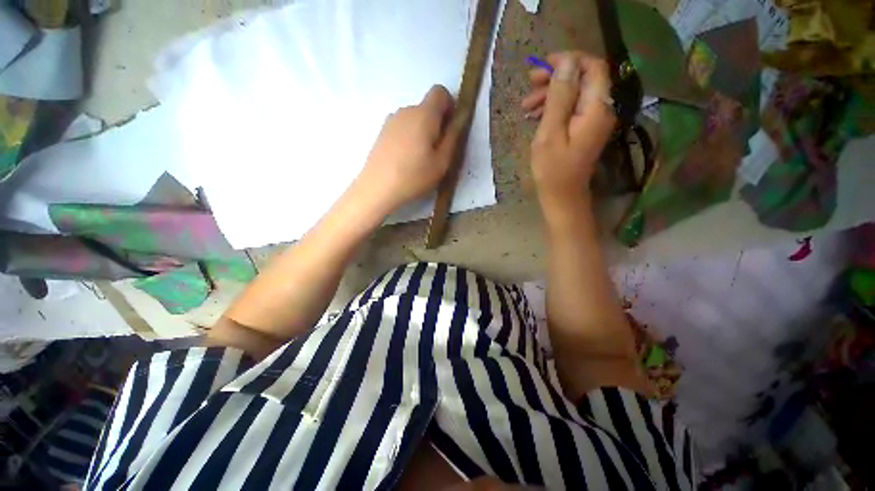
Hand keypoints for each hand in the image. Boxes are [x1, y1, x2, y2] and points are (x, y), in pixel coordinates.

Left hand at [355, 85, 458, 216]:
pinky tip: (405, 160)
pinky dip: (409, 137)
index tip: (450, 128)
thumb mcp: (442, 162)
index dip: (450, 106)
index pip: (440, 92)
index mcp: (424, 114)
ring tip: (420, 159)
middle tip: (437, 151)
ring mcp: (390, 121)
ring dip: (422, 132)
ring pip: (414, 119)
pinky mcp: (381, 132)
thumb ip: (453, 137)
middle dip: (436, 123)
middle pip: (426, 107)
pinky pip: (402, 128)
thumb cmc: (414, 176)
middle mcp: (406, 111)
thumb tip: (459, 119)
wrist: (377, 188)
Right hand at [521, 52, 616, 210]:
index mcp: (597, 108)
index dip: (569, 61)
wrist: (562, 196)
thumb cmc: (553, 170)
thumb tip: (566, 63)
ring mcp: (593, 120)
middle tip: (529, 85)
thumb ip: (560, 97)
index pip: (592, 67)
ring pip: (575, 93)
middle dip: (556, 77)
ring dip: (551, 94)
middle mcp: (601, 109)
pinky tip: (535, 116)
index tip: (542, 67)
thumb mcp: (550, 133)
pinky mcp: (584, 129)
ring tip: (526, 107)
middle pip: (583, 78)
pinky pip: (571, 109)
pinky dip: (554, 108)